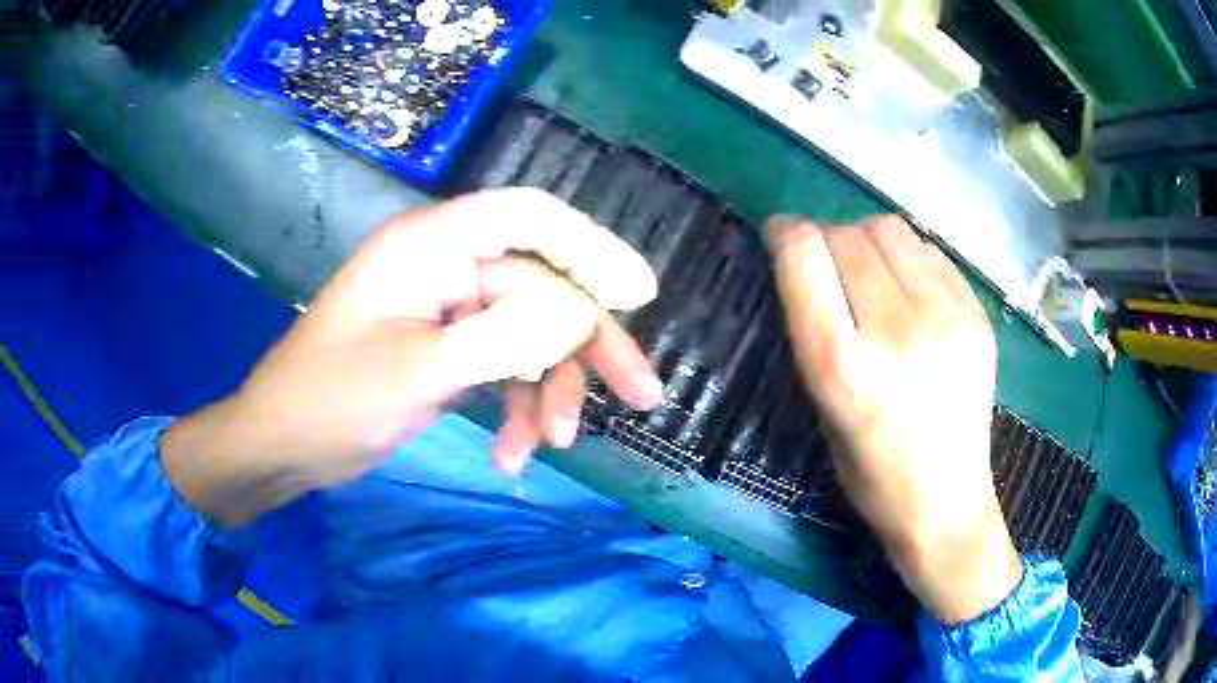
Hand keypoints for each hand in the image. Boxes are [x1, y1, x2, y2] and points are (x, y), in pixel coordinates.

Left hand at [162, 188, 663, 527]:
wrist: (281, 448)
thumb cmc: (330, 399)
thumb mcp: (418, 372)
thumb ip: (503, 339)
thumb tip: (580, 315)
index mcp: (430, 247)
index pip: (527, 218)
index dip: (591, 247)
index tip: (641, 294)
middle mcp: (445, 268)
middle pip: (541, 290)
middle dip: (587, 348)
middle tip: (642, 395)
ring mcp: (448, 313)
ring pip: (528, 338)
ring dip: (549, 392)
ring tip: (552, 445)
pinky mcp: (447, 352)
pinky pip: (504, 369)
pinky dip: (517, 410)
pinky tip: (513, 455)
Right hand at [768, 214, 1020, 624]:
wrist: (947, 501)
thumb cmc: (871, 472)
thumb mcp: (822, 406)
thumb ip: (815, 327)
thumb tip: (812, 260)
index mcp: (843, 364)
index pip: (804, 256)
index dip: (785, 235)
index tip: (781, 237)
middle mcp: (894, 329)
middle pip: (846, 235)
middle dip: (825, 238)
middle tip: (827, 264)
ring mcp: (945, 316)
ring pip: (889, 229)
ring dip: (866, 240)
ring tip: (870, 272)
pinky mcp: (976, 313)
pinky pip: (927, 251)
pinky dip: (906, 256)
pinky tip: (908, 289)